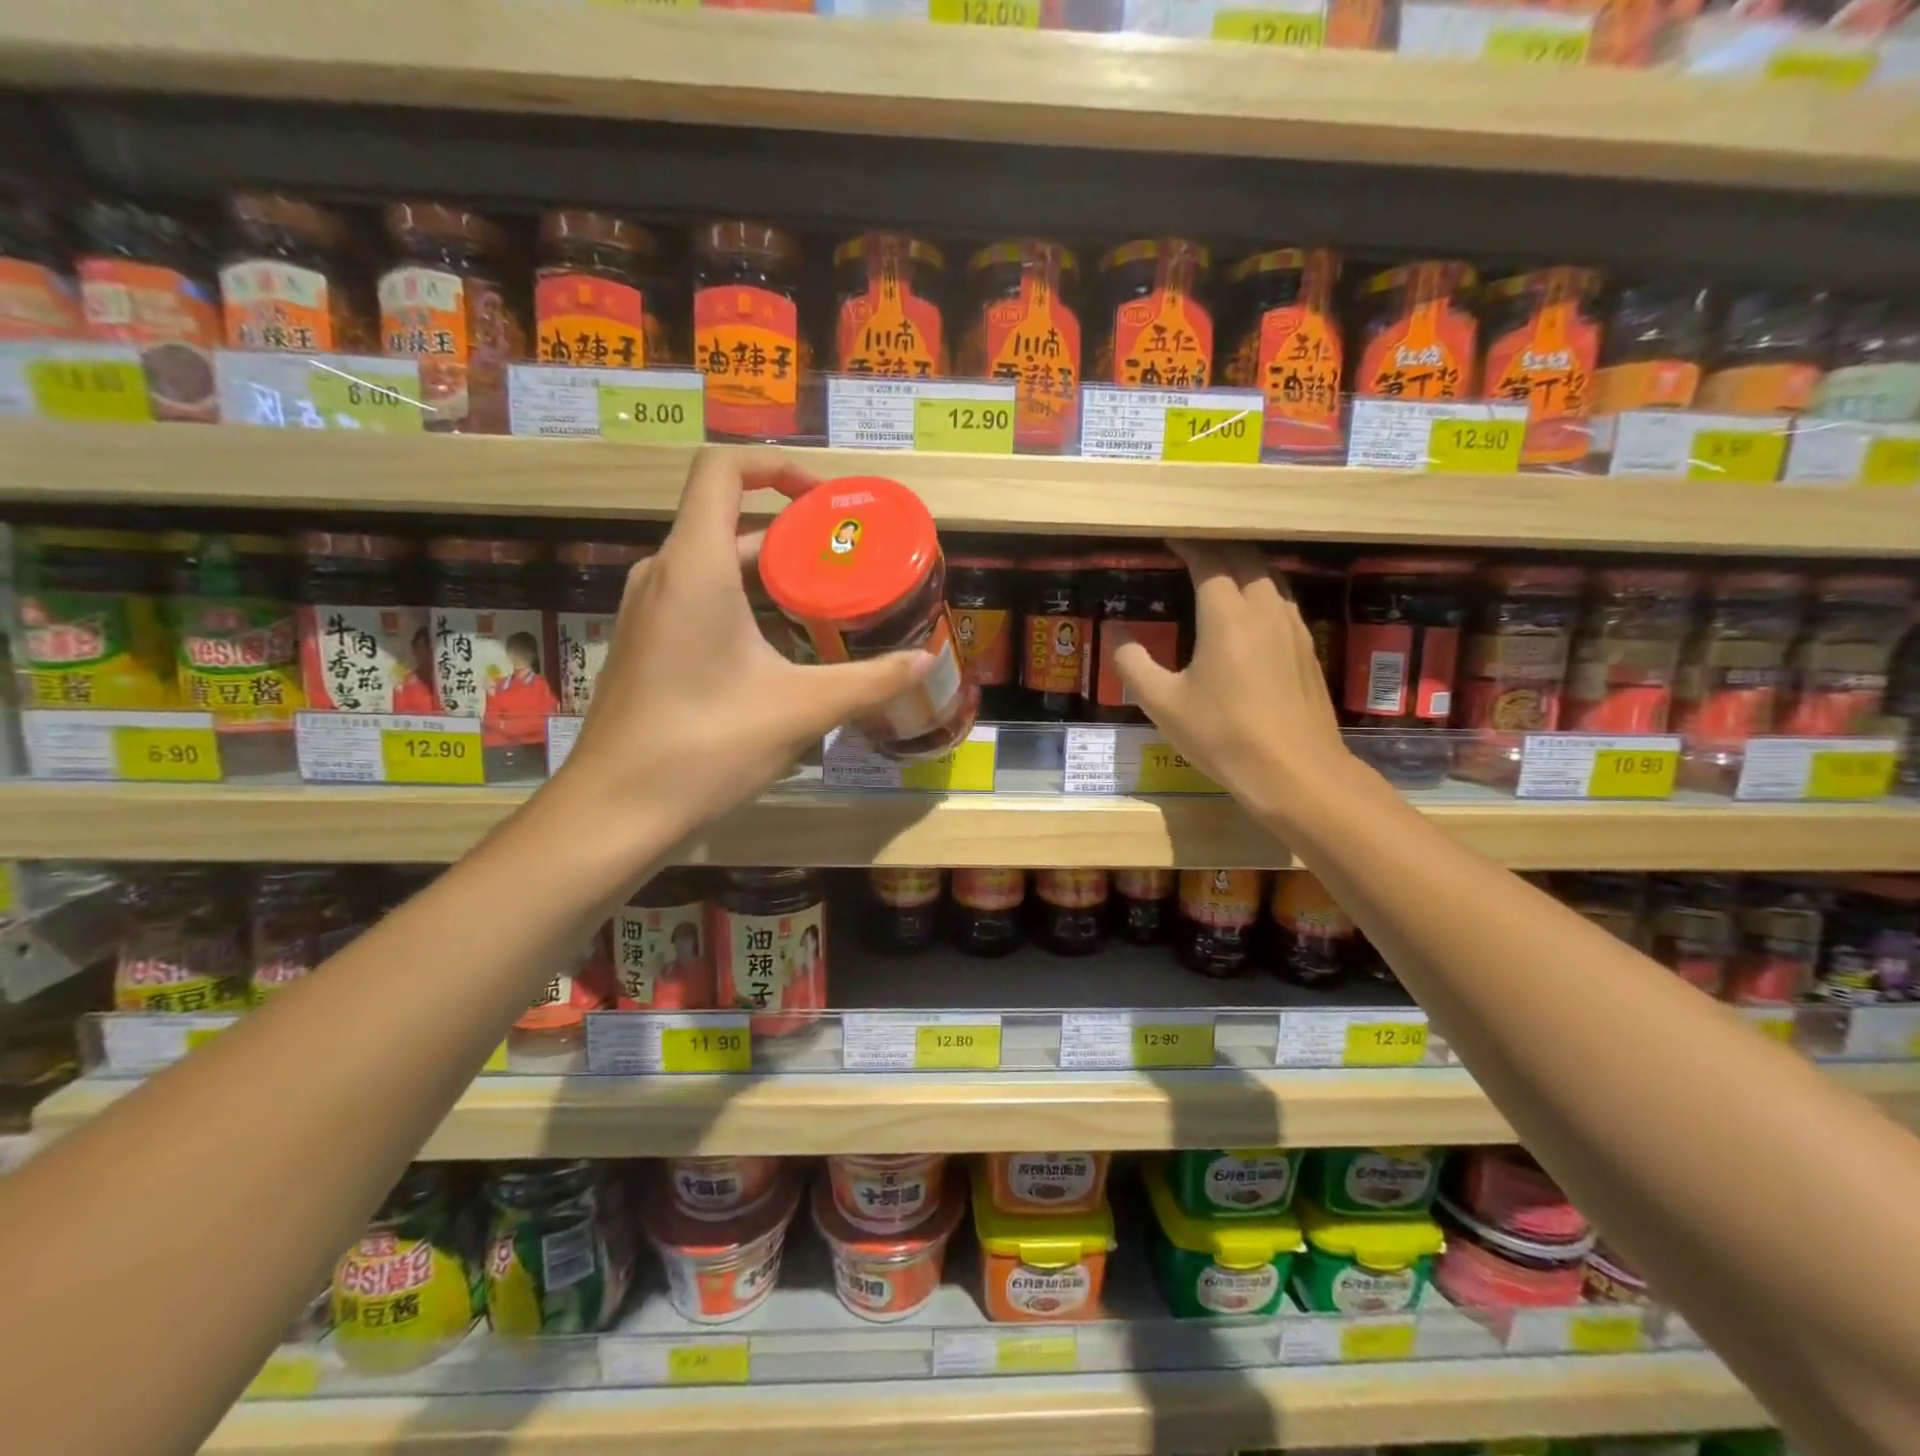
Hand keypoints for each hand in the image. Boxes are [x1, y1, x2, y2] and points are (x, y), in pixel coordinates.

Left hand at [556, 447, 931, 838]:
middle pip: (727, 518)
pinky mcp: (647, 644)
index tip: (826, 503)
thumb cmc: (706, 746)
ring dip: (771, 573)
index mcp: (695, 565)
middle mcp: (663, 573)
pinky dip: (745, 602)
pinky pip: (699, 598)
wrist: (615, 811)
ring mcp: (648, 610)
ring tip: (827, 602)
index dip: (777, 467)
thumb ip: (869, 680)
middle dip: (792, 533)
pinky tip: (783, 648)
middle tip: (848, 561)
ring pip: (715, 563)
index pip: (723, 469)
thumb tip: (924, 662)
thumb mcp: (800, 709)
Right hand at [1112, 540, 1353, 819]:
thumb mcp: (1163, 704)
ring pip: (1270, 577)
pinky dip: (1262, 589)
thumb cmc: (1223, 735)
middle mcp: (1264, 610)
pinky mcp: (1307, 649)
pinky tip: (1251, 610)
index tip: (1169, 536)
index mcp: (1227, 615)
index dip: (1188, 544)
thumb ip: (1133, 664)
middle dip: (1217, 545)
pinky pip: (1282, 601)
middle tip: (1192, 546)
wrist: (1295, 772)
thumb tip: (1116, 634)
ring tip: (1220, 568)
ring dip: (1244, 564)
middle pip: (1245, 559)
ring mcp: (1293, 628)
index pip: (1209, 560)